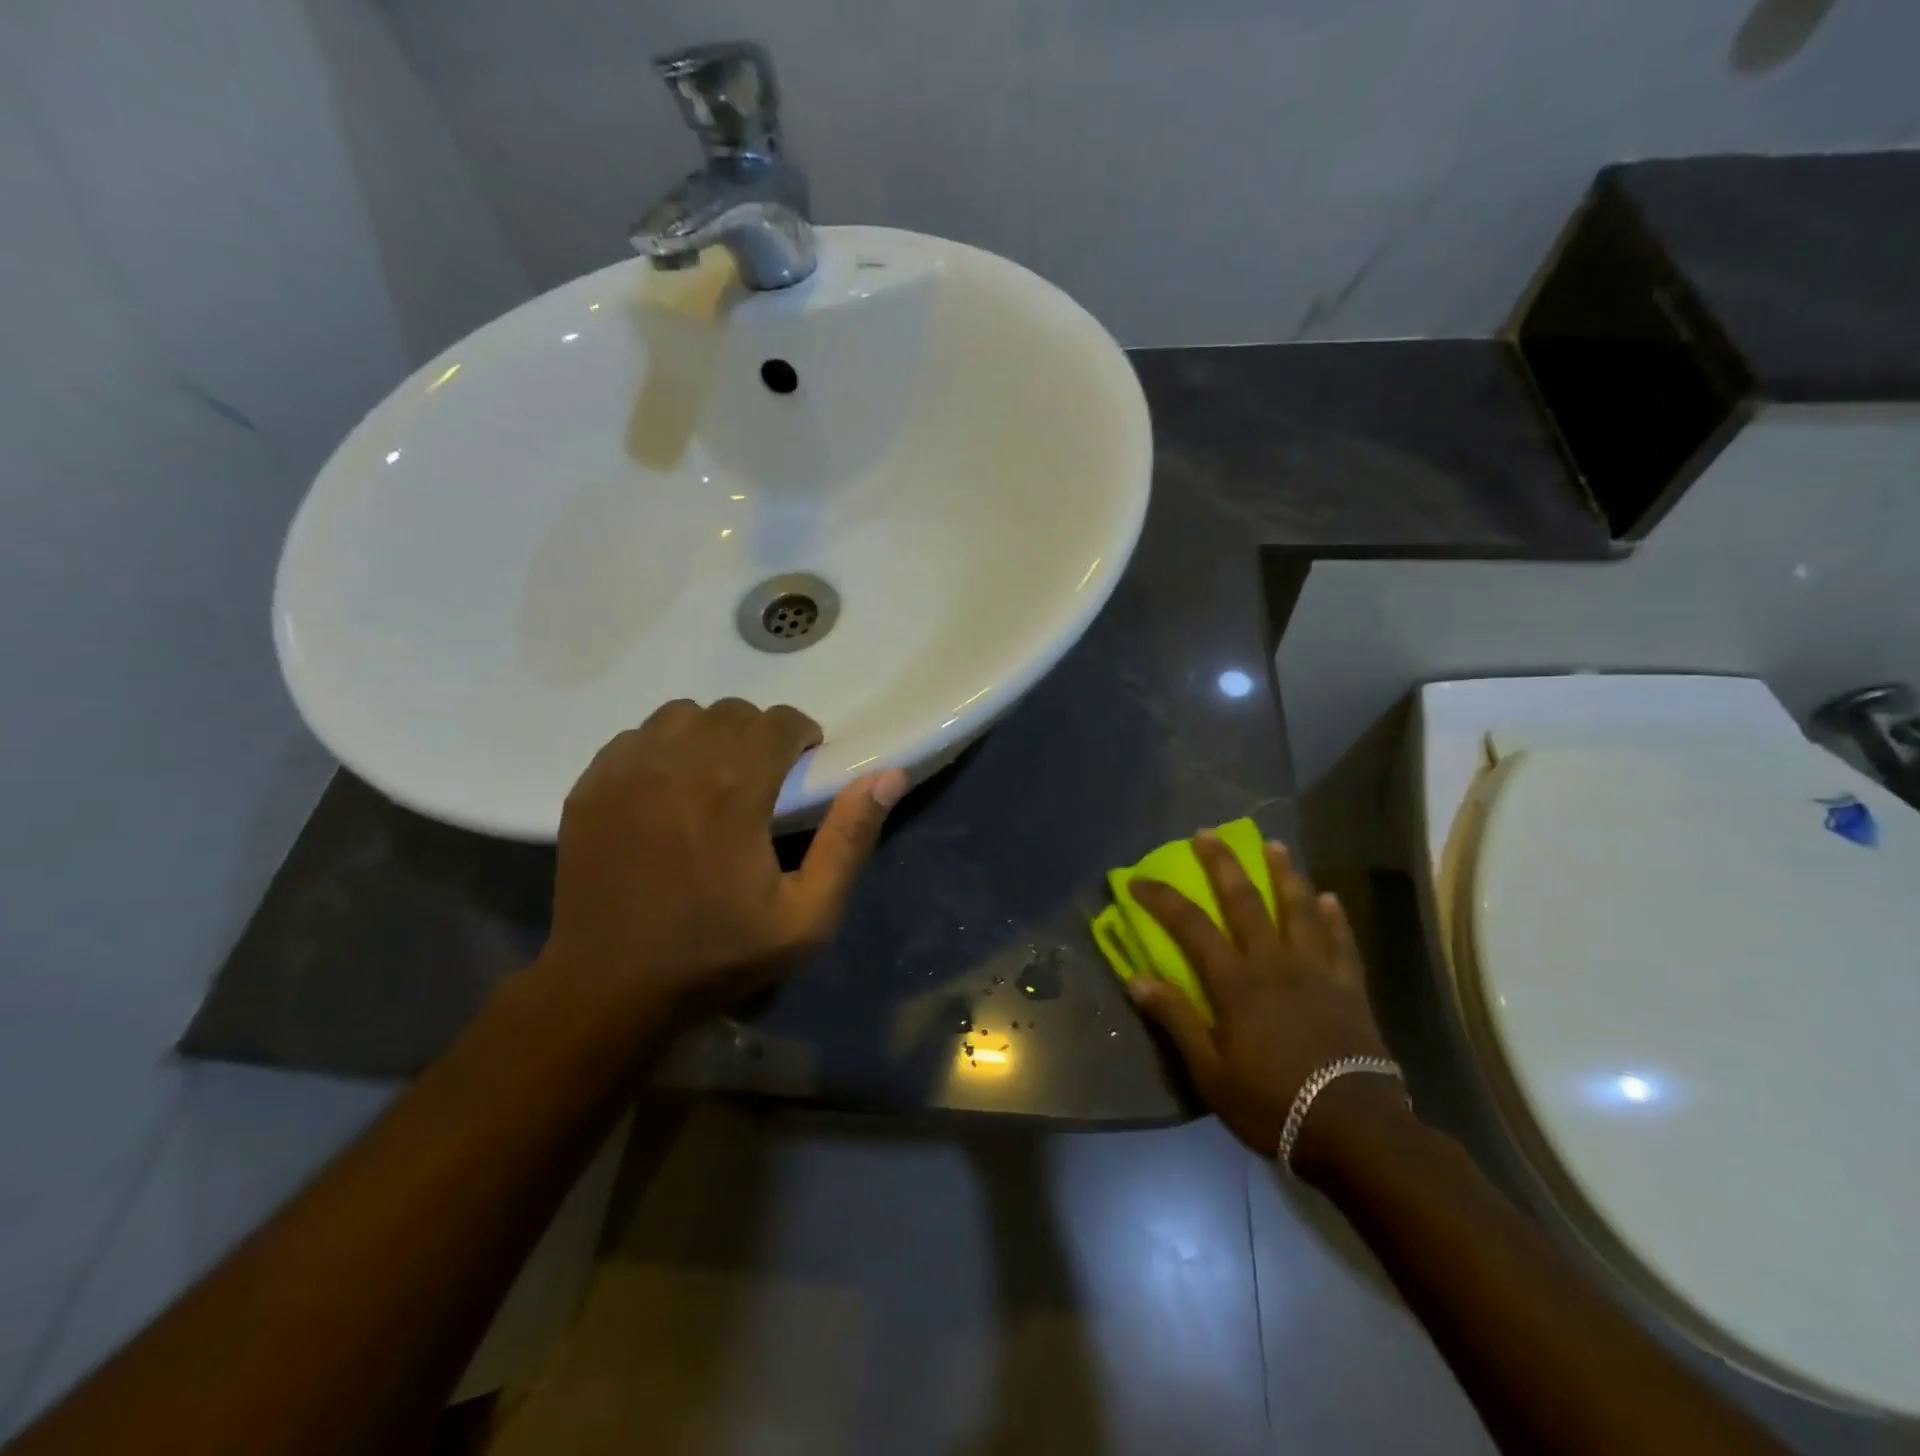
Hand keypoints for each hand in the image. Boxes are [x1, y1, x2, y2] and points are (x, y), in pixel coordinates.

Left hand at [538, 698, 907, 1026]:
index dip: (801, 734)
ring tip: (715, 778)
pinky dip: (663, 749)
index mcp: (734, 788)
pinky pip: (637, 737)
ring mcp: (625, 770)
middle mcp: (677, 762)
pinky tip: (667, 790)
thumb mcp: (806, 916)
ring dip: (710, 735)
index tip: (803, 764)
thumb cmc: (718, 956)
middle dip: (760, 734)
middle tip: (765, 778)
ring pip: (682, 715)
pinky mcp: (590, 786)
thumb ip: (849, 840)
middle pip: (733, 712)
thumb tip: (888, 776)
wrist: (610, 988)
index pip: (779, 720)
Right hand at [1127, 832, 1399, 1169]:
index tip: (1138, 879)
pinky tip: (1331, 898)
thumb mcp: (1210, 1072)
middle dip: (1223, 864)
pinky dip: (1335, 918)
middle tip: (1208, 833)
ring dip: (1284, 874)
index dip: (1162, 899)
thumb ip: (1176, 1020)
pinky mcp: (1350, 988)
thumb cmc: (1273, 1103)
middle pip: (1246, 901)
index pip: (1190, 927)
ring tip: (1275, 846)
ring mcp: (1318, 972)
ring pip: (1299, 910)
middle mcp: (1275, 963)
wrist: (1355, 1130)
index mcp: (1237, 982)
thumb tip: (1136, 979)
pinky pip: (1343, 943)